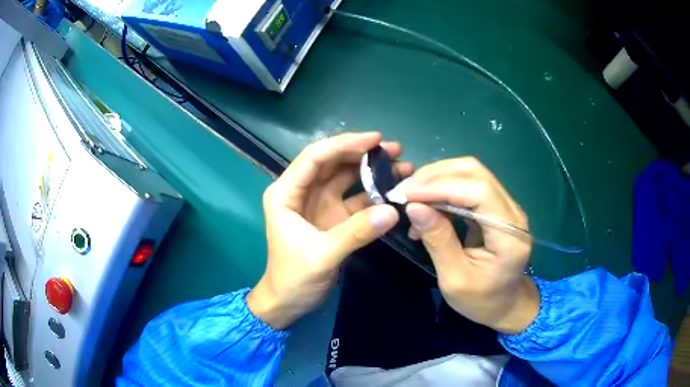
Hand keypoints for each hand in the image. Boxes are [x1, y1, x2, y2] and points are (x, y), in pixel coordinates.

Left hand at [247, 132, 411, 328]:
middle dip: (362, 153)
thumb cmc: (292, 278)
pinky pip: (355, 199)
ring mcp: (319, 204)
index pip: (315, 157)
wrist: (287, 303)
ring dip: (371, 170)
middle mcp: (302, 192)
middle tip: (395, 149)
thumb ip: (356, 232)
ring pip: (346, 178)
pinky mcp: (333, 217)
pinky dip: (374, 194)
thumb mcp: (321, 255)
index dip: (344, 144)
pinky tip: (394, 191)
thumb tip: (393, 211)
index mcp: (286, 193)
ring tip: (401, 164)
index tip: (375, 139)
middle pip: (333, 162)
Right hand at [404, 157, 537, 333]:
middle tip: (404, 191)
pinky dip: (444, 189)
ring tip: (411, 197)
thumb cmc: (481, 300)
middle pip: (475, 173)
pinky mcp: (497, 206)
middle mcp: (512, 212)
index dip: (442, 186)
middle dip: (436, 176)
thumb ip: (438, 240)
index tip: (408, 195)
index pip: (479, 191)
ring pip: (471, 173)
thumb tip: (414, 206)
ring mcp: (506, 206)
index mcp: (509, 235)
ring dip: (437, 179)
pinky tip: (427, 205)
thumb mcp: (454, 279)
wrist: (505, 305)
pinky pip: (469, 185)